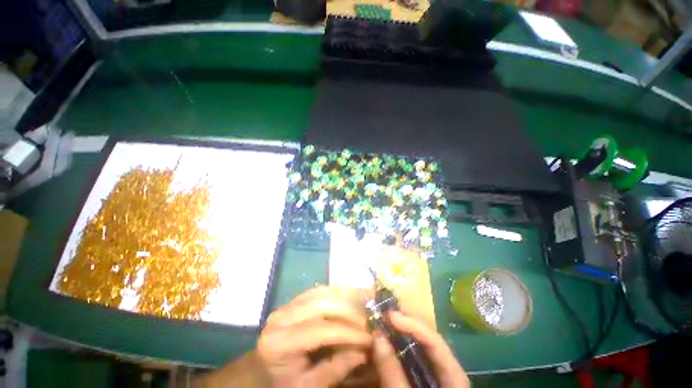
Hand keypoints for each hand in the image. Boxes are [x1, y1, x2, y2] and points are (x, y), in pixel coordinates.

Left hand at [197, 286, 371, 387]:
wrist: (260, 370)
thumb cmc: (283, 383)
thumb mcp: (308, 386)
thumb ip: (336, 369)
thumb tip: (364, 351)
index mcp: (279, 343)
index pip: (320, 330)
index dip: (347, 332)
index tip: (369, 337)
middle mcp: (282, 316)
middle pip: (322, 304)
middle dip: (349, 310)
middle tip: (368, 320)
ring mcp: (287, 304)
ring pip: (322, 292)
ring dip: (345, 296)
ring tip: (364, 303)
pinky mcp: (293, 299)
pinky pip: (319, 290)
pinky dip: (337, 292)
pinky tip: (349, 296)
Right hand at [373, 311, 468, 387]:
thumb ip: (392, 373)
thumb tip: (377, 336)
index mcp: (454, 379)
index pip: (436, 343)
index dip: (413, 325)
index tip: (390, 315)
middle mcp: (447, 374)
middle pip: (429, 342)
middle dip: (407, 327)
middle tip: (386, 316)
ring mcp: (436, 379)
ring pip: (420, 351)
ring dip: (401, 337)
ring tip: (385, 325)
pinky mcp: (424, 383)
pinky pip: (412, 362)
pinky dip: (399, 352)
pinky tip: (388, 347)